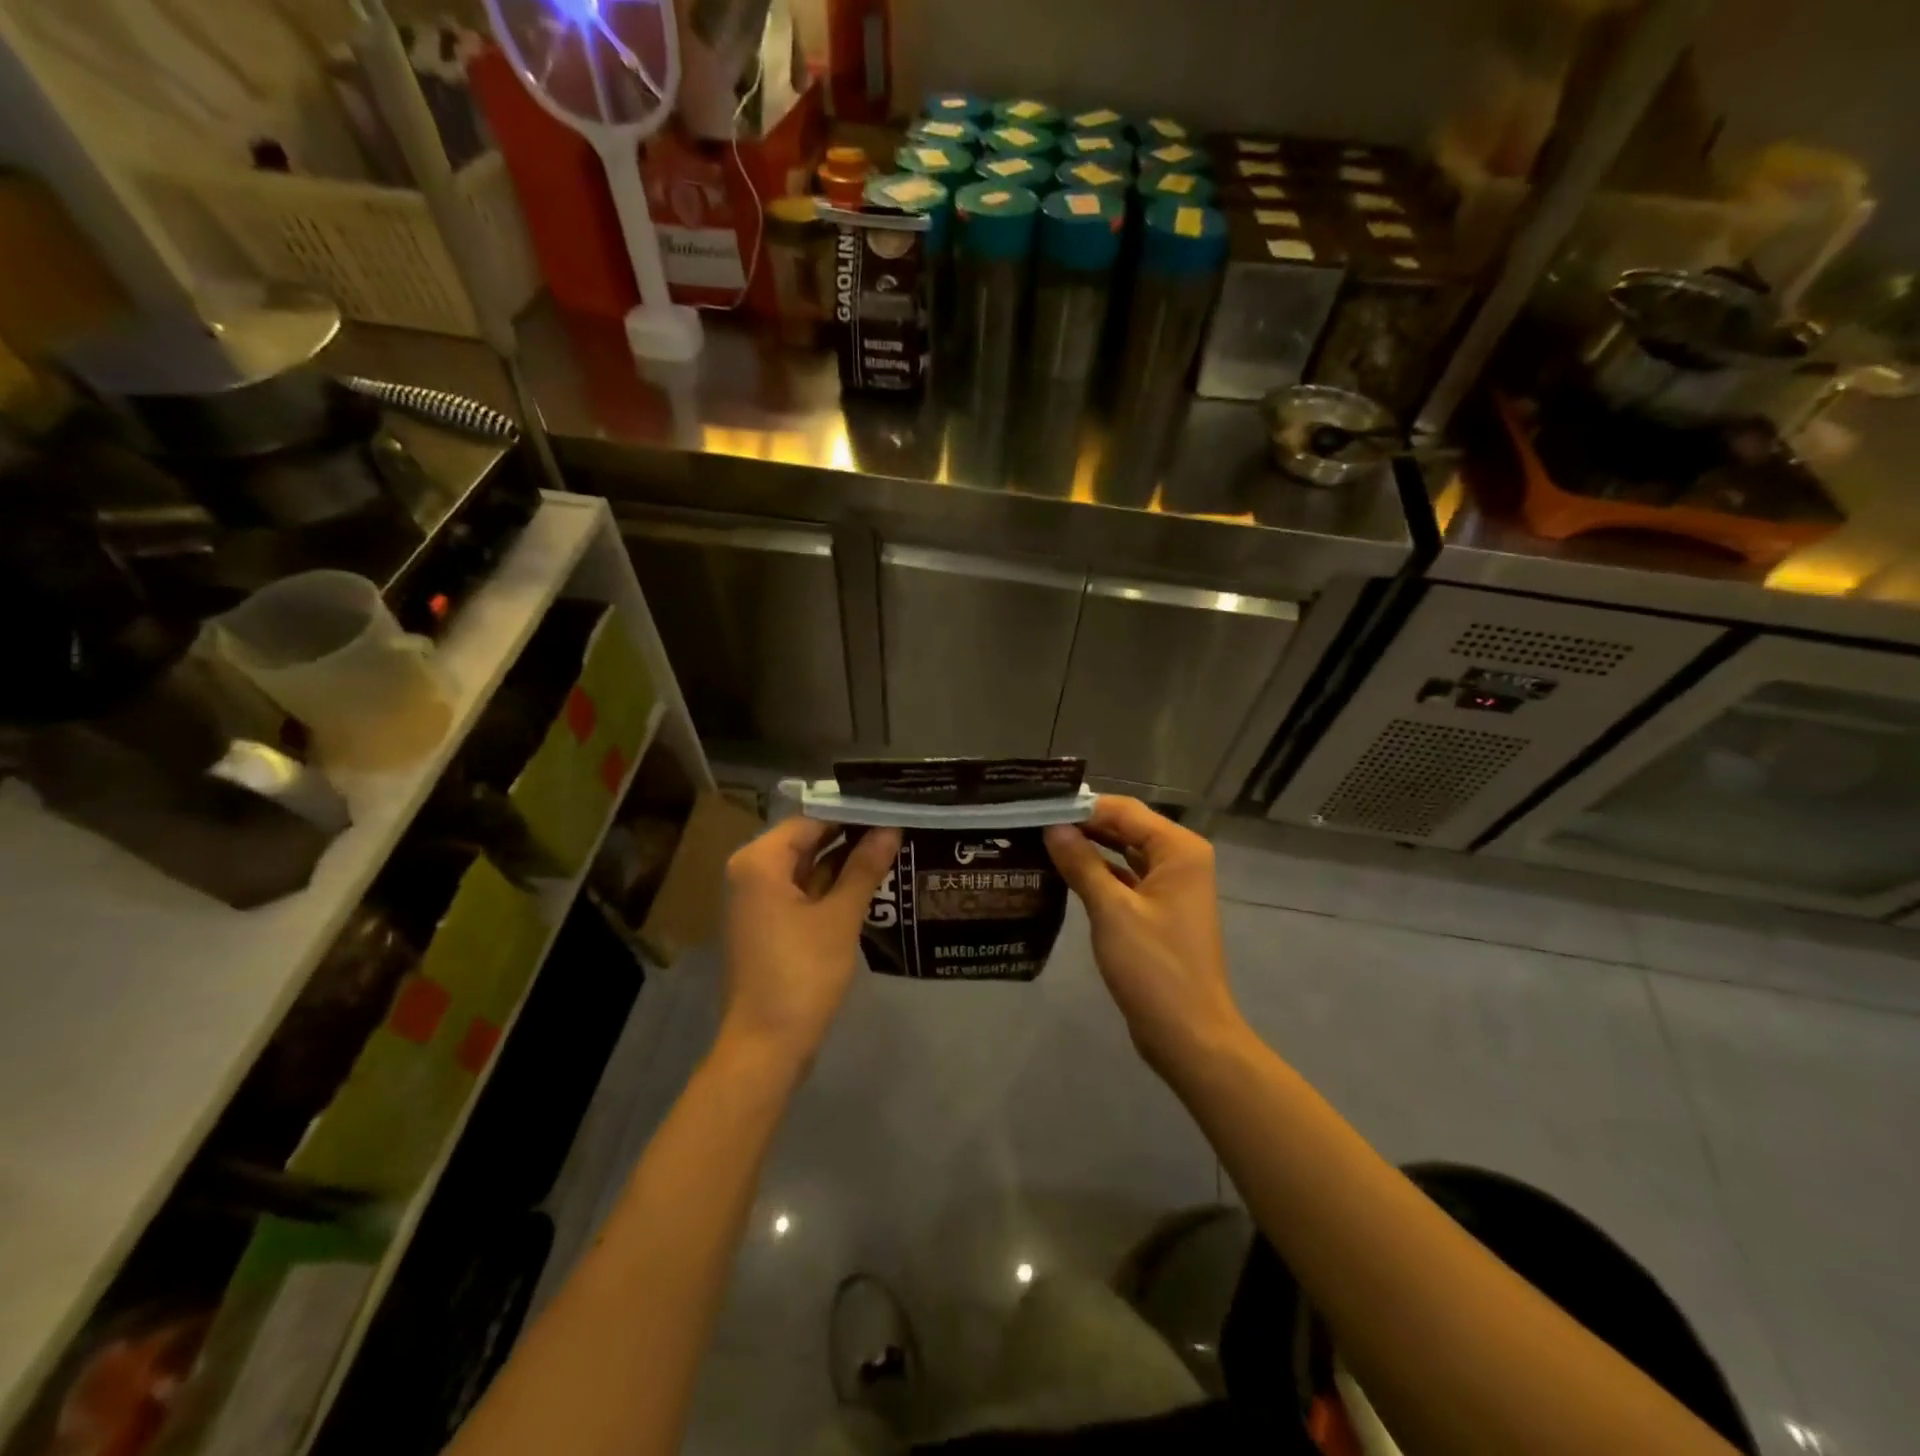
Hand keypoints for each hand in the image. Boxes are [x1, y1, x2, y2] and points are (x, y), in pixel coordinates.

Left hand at [720, 816, 899, 1071]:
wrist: (768, 1046)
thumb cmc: (802, 974)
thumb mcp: (839, 917)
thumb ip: (864, 868)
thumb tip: (891, 828)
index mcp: (759, 862)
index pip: (810, 820)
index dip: (851, 813)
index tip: (890, 806)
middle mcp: (752, 873)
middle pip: (806, 840)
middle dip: (850, 835)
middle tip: (898, 824)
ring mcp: (759, 900)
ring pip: (807, 867)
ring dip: (844, 861)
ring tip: (893, 846)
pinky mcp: (770, 924)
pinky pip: (803, 891)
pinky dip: (832, 885)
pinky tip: (870, 880)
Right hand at [1044, 798, 1245, 1072]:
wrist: (1188, 1034)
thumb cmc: (1154, 967)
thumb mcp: (1112, 910)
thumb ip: (1081, 863)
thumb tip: (1053, 827)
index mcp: (1178, 849)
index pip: (1123, 811)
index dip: (1081, 807)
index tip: (1037, 808)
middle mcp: (1179, 859)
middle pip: (1125, 828)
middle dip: (1082, 826)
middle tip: (1032, 824)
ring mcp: (1170, 886)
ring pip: (1123, 854)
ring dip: (1088, 850)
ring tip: (1040, 843)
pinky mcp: (1158, 911)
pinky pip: (1125, 879)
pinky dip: (1098, 875)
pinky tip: (1062, 874)